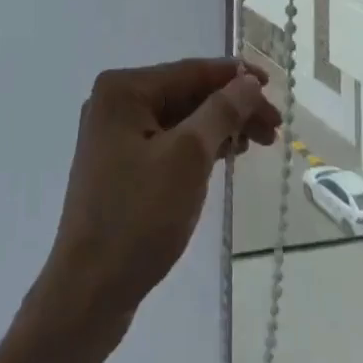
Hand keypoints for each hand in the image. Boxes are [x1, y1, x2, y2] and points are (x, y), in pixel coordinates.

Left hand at [33, 58, 280, 331]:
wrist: (88, 290)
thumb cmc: (138, 215)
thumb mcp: (188, 158)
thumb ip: (220, 112)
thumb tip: (247, 81)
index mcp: (123, 88)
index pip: (189, 71)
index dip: (234, 76)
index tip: (273, 86)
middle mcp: (115, 102)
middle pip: (184, 94)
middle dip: (230, 107)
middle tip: (273, 128)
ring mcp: (114, 136)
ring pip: (178, 120)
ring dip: (218, 128)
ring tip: (258, 143)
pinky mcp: (119, 167)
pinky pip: (166, 142)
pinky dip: (197, 147)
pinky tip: (225, 156)